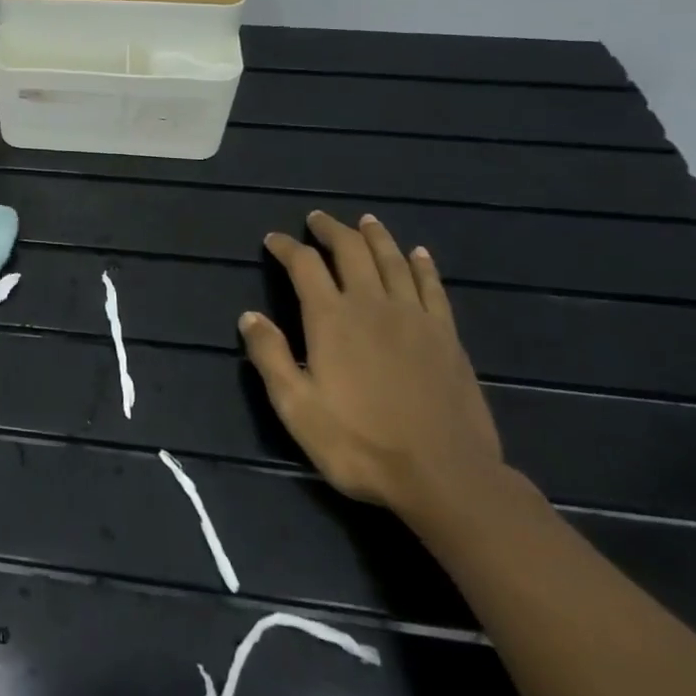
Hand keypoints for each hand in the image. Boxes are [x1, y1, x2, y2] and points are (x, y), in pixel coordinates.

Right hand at [239, 210, 503, 521]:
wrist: (444, 476)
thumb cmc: (360, 444)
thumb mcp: (296, 407)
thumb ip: (271, 357)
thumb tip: (249, 315)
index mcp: (331, 319)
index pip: (304, 265)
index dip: (287, 247)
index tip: (274, 240)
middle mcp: (372, 305)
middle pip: (351, 251)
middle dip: (331, 230)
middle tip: (318, 219)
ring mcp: (414, 317)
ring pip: (392, 261)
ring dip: (376, 236)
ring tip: (365, 221)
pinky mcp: (446, 336)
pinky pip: (432, 287)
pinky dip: (422, 266)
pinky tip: (419, 254)